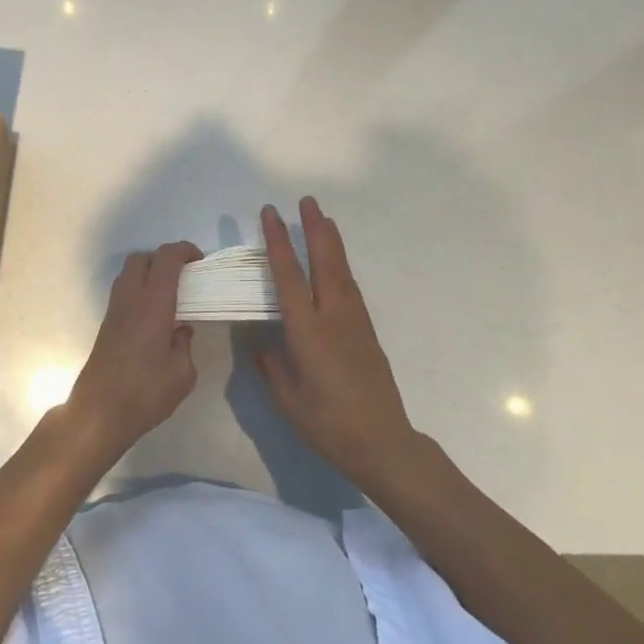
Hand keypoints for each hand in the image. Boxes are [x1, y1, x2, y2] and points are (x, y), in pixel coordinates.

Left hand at [66, 241, 202, 460]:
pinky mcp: (106, 324)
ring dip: (149, 273)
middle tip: (185, 277)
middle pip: (142, 258)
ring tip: (170, 296)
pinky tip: (154, 316)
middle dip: (164, 259)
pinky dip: (139, 291)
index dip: (184, 250)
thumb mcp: (182, 373)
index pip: (166, 258)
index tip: (200, 261)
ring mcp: (114, 310)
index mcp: (152, 303)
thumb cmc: (145, 392)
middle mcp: (130, 298)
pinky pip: (123, 292)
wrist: (99, 412)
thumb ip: (184, 345)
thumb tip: (181, 331)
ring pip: (129, 273)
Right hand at [255, 198, 417, 492]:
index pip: (288, 275)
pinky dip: (341, 265)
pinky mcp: (367, 331)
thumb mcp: (287, 398)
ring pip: (341, 271)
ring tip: (323, 219)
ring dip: (331, 242)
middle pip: (324, 261)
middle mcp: (333, 316)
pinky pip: (350, 287)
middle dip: (314, 228)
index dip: (277, 241)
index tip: (270, 214)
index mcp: (307, 330)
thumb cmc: (327, 423)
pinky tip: (336, 263)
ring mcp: (354, 321)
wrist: (382, 442)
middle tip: (307, 201)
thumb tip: (261, 343)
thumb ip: (271, 365)